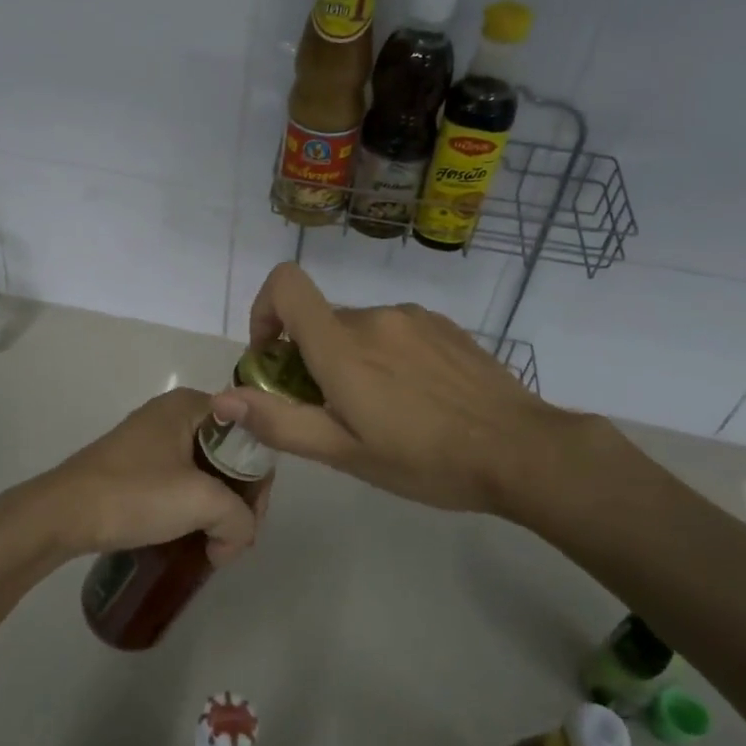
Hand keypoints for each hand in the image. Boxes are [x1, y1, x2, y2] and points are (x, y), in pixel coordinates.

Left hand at [3, 387, 267, 564]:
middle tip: (233, 541)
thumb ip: (239, 518)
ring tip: (214, 546)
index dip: (258, 479)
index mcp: (191, 404)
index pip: (250, 433)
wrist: (63, 514)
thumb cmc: (135, 494)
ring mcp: (152, 439)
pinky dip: (192, 508)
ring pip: (205, 471)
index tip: (251, 520)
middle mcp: (174, 413)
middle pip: (229, 454)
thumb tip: (236, 539)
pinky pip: (181, 481)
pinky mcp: (136, 465)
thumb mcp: (200, 502)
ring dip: (216, 509)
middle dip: (238, 500)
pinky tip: (190, 536)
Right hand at [211, 263, 591, 528]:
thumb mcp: (345, 453)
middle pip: (320, 320)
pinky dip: (386, 355)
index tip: (274, 358)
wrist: (522, 451)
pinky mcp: (442, 325)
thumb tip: (223, 399)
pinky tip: (416, 398)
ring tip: (382, 411)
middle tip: (334, 411)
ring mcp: (412, 317)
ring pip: (358, 328)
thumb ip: (280, 422)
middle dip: (310, 357)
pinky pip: (394, 330)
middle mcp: (373, 317)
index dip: (265, 311)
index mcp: (343, 346)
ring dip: (351, 359)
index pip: (285, 285)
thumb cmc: (426, 460)